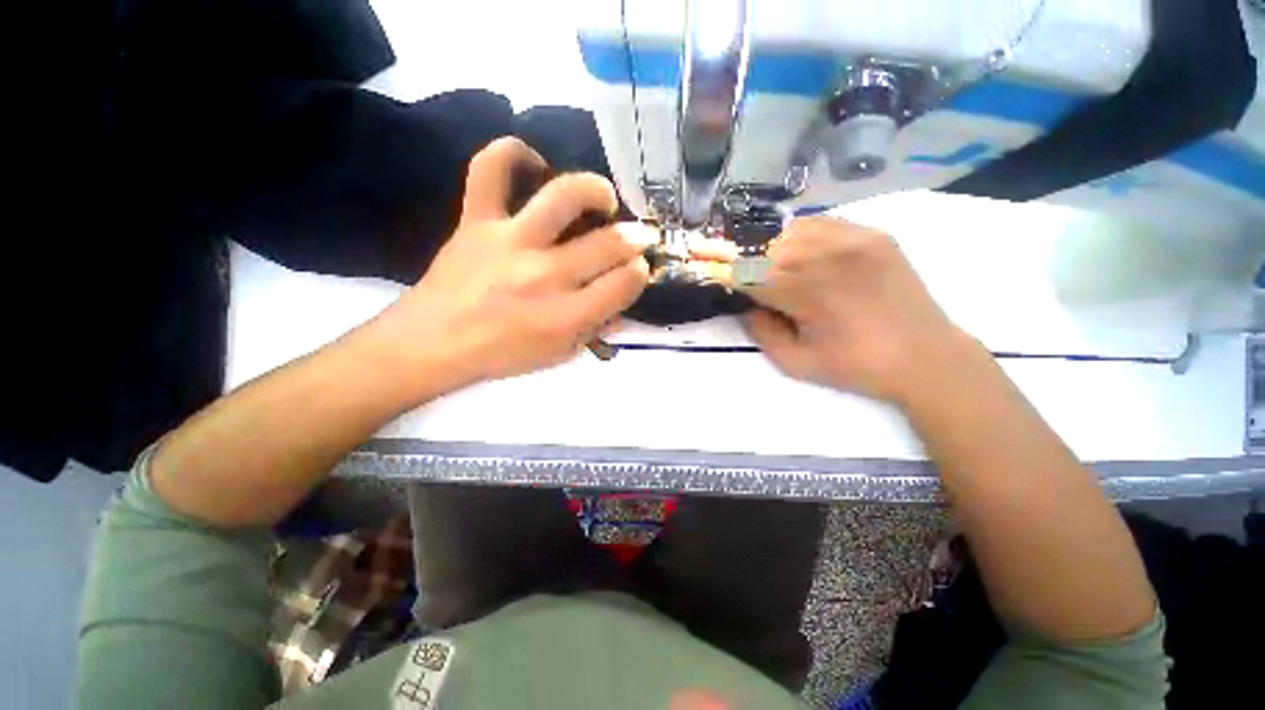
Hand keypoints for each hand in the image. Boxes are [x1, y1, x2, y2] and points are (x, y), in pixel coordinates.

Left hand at [375, 137, 652, 389]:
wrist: (433, 343)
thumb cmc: (502, 354)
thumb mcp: (558, 355)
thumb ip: (594, 329)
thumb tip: (621, 306)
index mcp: (565, 316)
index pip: (624, 283)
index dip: (640, 273)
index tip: (637, 270)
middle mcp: (545, 275)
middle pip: (609, 243)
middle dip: (635, 238)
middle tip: (635, 237)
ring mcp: (510, 241)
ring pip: (565, 195)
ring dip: (596, 190)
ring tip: (603, 199)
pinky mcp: (476, 220)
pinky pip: (490, 169)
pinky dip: (512, 153)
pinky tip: (533, 163)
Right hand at [741, 216, 973, 404]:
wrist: (927, 357)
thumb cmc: (858, 367)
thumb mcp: (796, 363)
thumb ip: (761, 332)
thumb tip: (745, 306)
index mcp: (808, 291)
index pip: (749, 274)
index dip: (733, 281)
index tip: (730, 290)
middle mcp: (828, 256)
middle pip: (766, 249)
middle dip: (753, 268)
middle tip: (759, 289)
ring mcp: (854, 239)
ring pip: (790, 231)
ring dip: (776, 252)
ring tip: (783, 274)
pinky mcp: (872, 234)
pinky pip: (822, 223)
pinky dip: (803, 238)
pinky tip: (809, 259)